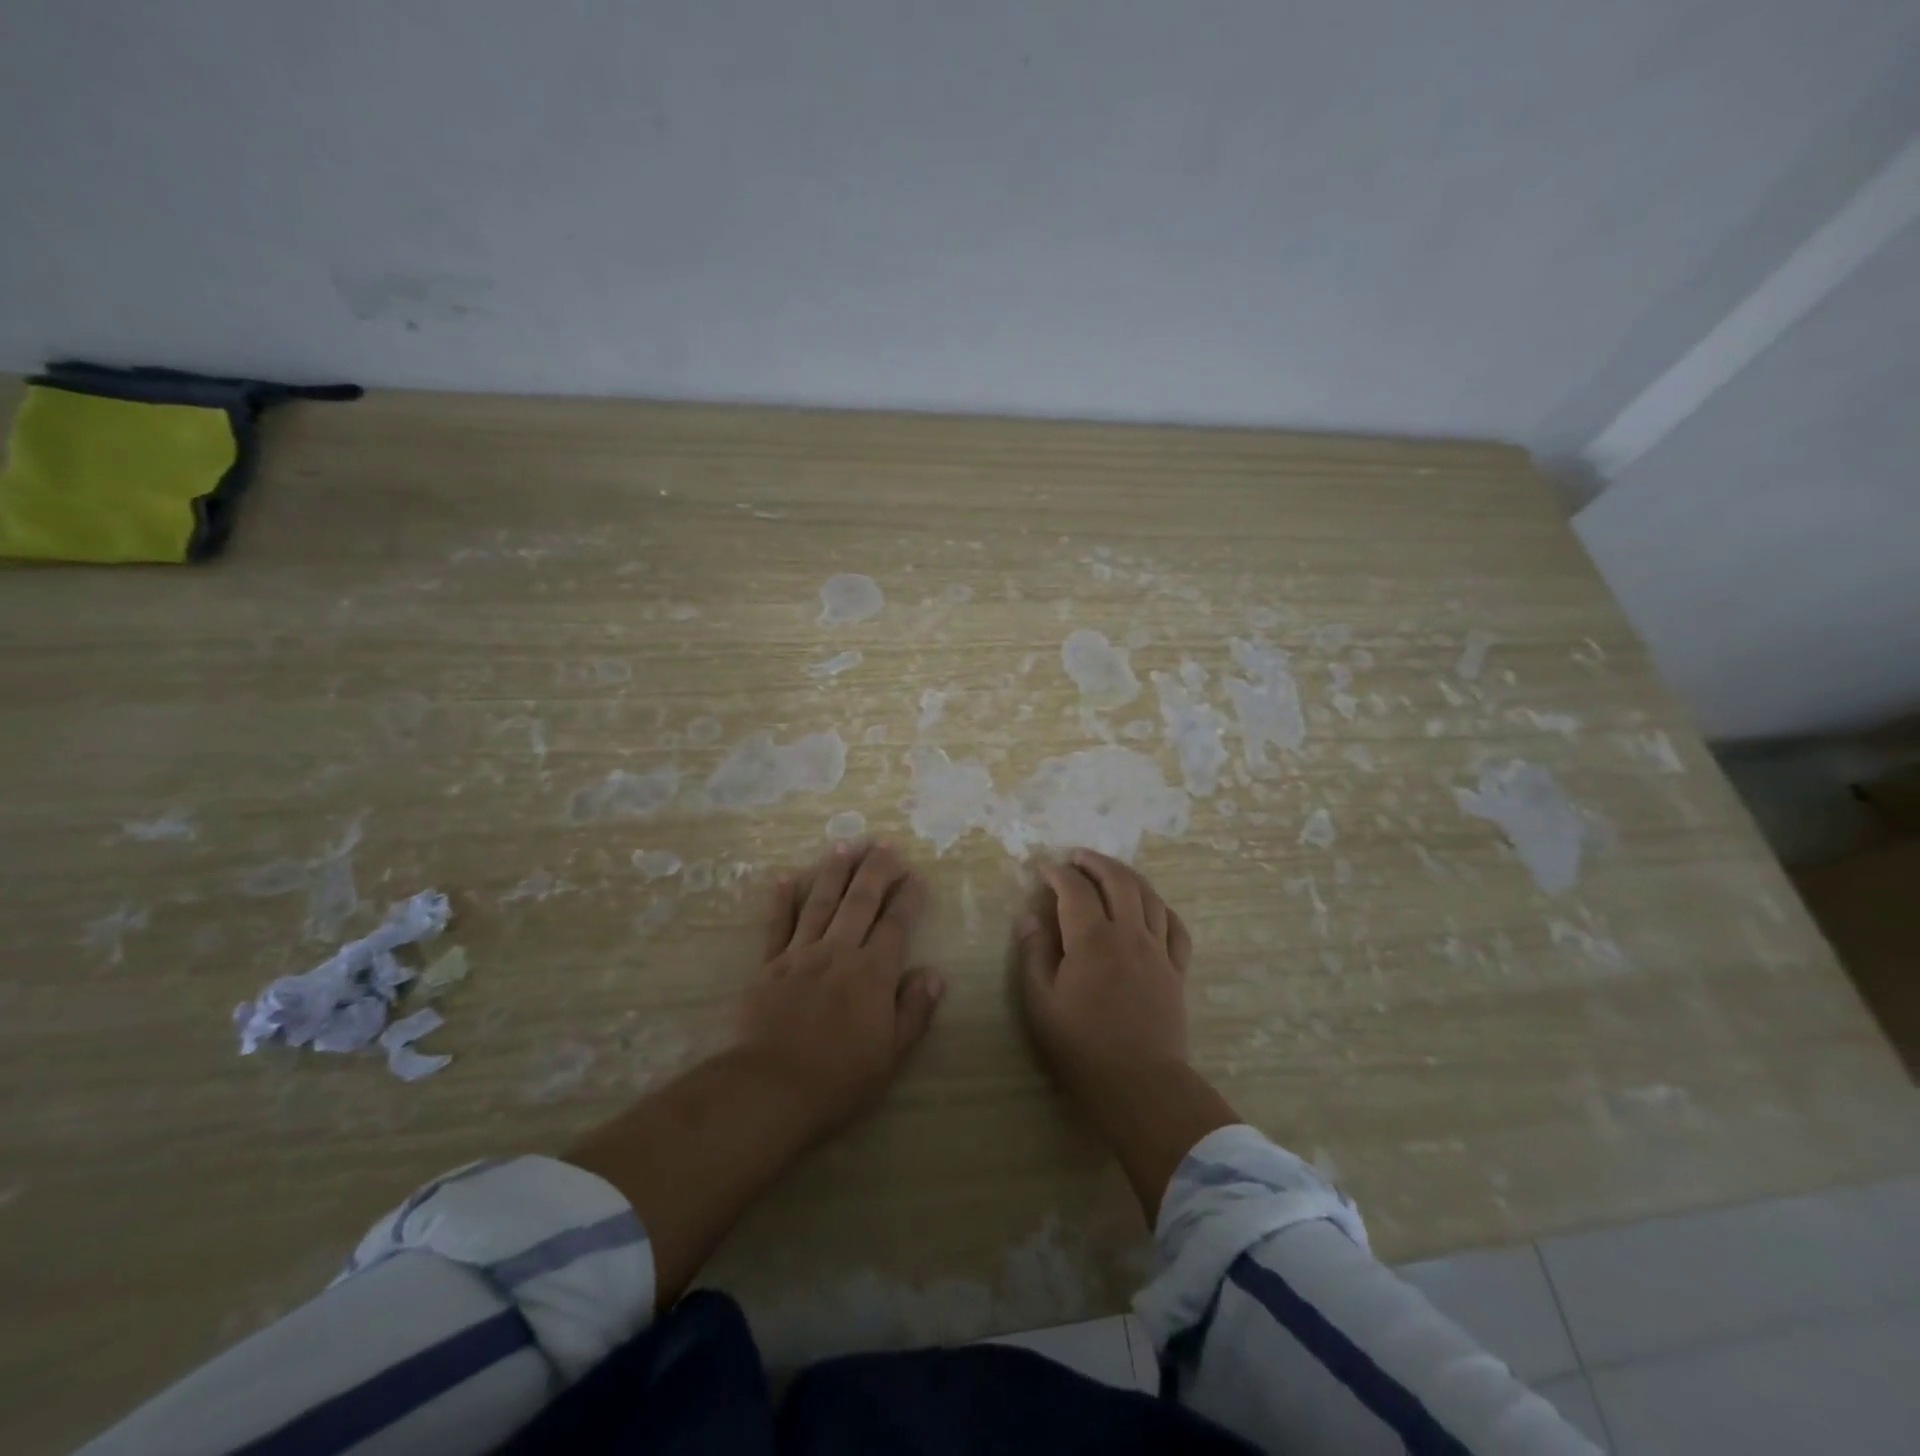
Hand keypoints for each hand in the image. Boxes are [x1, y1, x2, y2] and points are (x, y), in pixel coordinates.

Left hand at [737, 840, 944, 1138]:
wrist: (771, 1087)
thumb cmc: (839, 1077)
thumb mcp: (891, 1053)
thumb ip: (914, 1010)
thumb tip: (935, 974)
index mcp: (873, 972)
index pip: (896, 924)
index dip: (908, 898)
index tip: (916, 875)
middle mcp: (839, 952)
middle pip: (860, 901)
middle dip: (876, 870)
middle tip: (885, 844)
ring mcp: (801, 954)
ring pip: (820, 902)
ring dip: (834, 872)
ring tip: (845, 845)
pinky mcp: (769, 965)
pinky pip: (776, 925)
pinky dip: (780, 900)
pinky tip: (783, 877)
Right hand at [1015, 849, 1236, 1222]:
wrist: (1139, 1084)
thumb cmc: (1082, 1046)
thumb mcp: (1041, 1004)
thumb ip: (1034, 955)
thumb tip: (1031, 918)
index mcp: (1092, 940)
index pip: (1075, 889)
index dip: (1057, 873)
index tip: (1044, 869)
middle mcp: (1129, 934)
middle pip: (1117, 880)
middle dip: (1095, 862)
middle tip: (1077, 857)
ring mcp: (1158, 950)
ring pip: (1148, 896)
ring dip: (1127, 876)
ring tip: (1110, 871)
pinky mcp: (1176, 969)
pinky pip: (1175, 926)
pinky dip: (1161, 907)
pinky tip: (1151, 906)